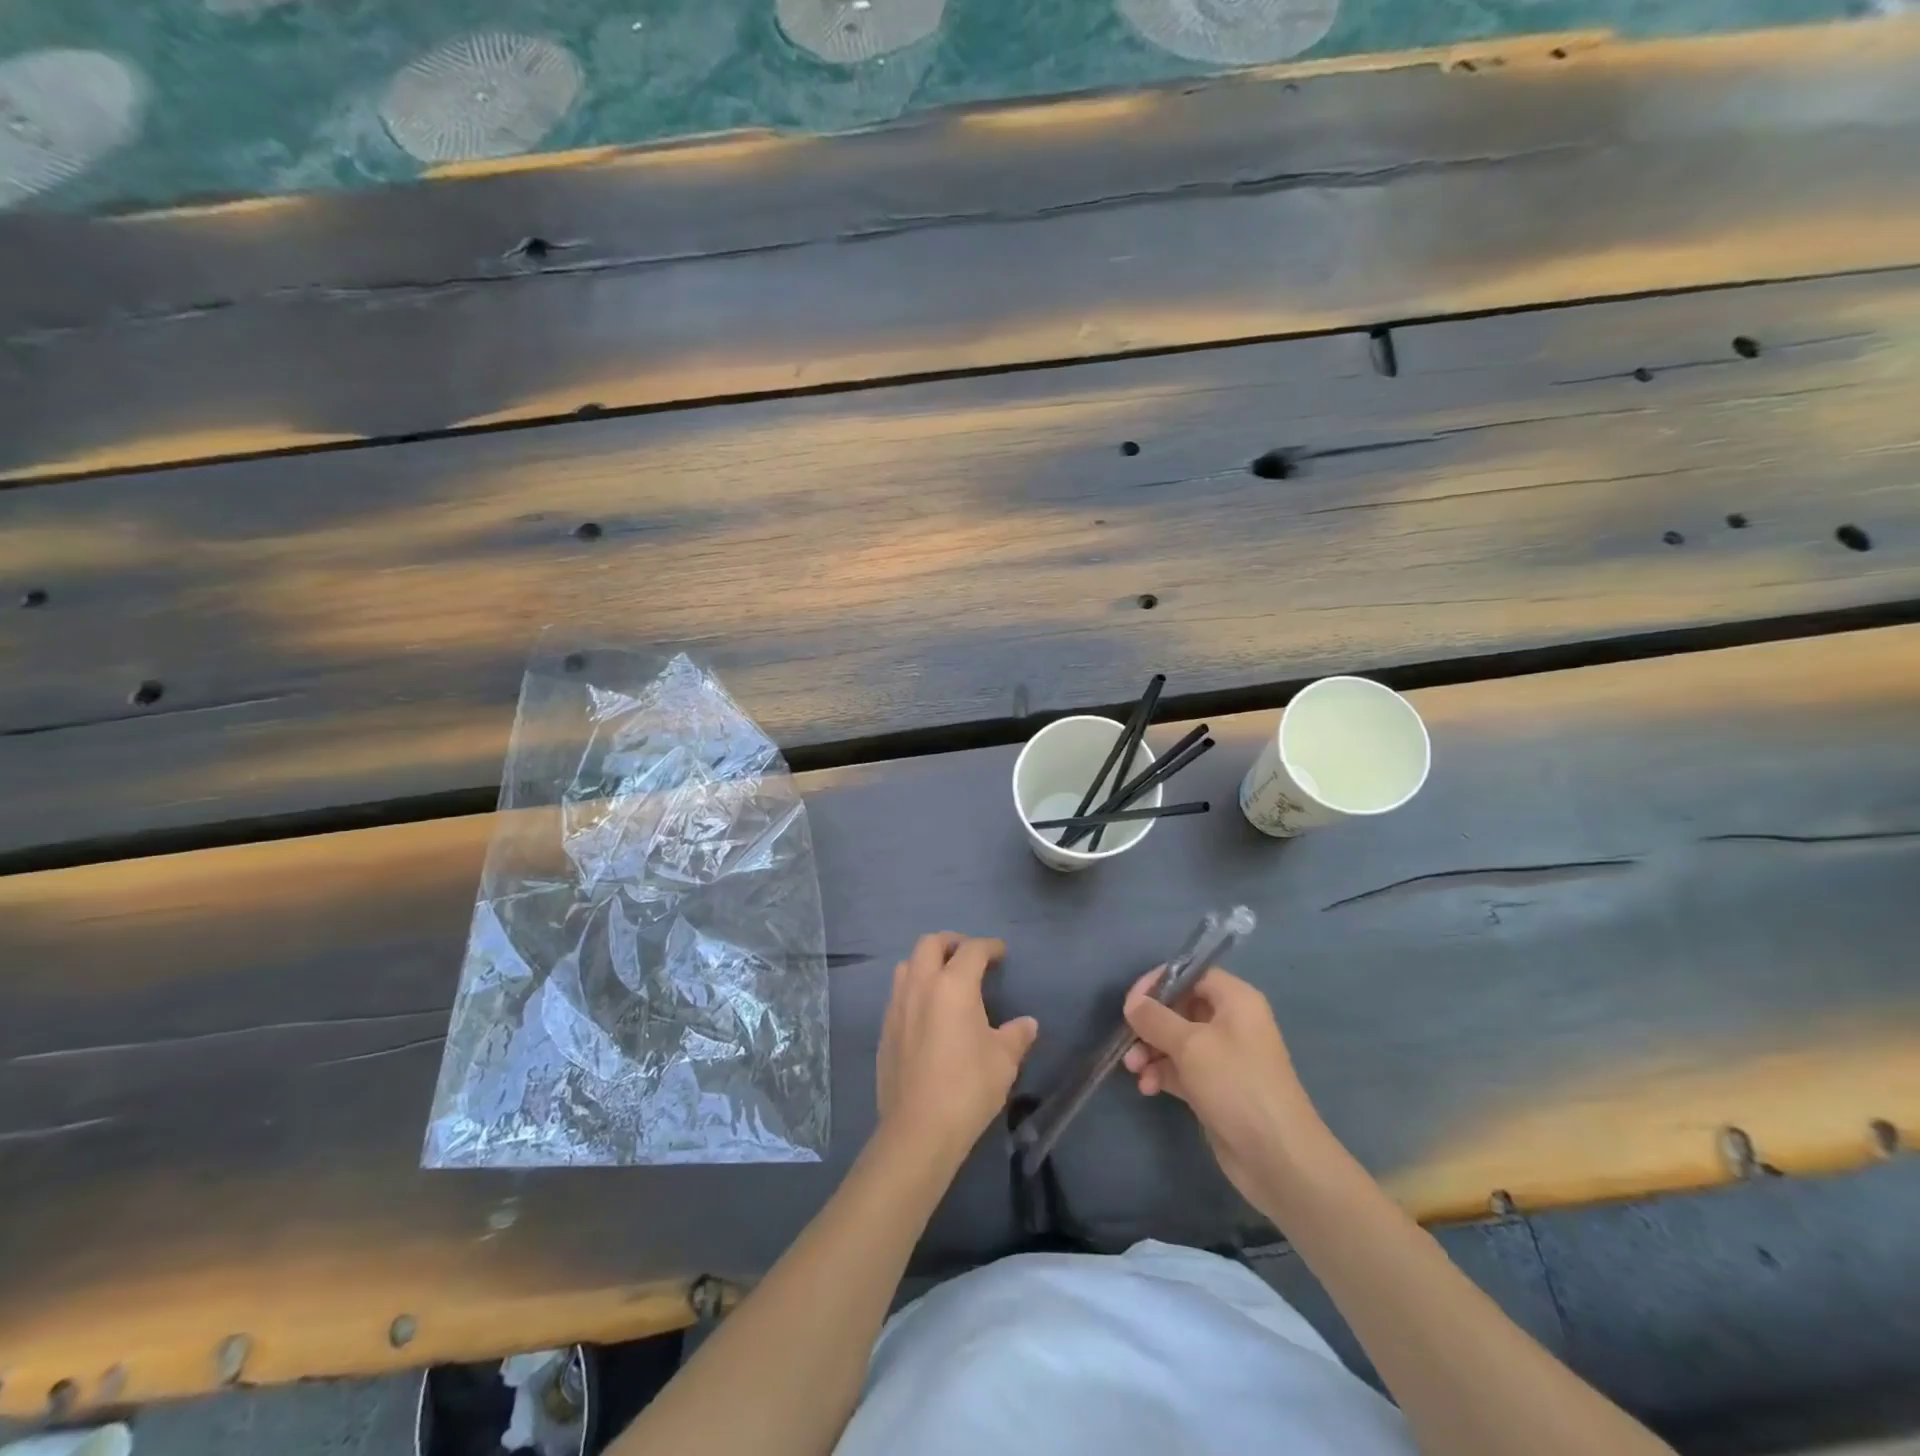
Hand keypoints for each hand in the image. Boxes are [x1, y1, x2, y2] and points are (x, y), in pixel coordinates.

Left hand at [876, 933, 1038, 1161]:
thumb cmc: (968, 1088)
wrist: (918, 1129)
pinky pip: (898, 993)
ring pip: (907, 964)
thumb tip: (1027, 1023)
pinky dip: (914, 988)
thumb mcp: (1004, 1060)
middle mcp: (920, 986)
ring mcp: (897, 1006)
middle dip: (952, 942)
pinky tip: (928, 1012)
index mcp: (953, 985)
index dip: (989, 946)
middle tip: (970, 957)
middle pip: (930, 943)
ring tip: (946, 980)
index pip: (972, 949)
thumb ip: (1017, 1035)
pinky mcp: (884, 1029)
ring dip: (927, 962)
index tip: (1001, 953)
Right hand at [1122, 967, 1330, 1206]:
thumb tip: (1132, 1003)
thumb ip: (1155, 1018)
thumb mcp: (1190, 1044)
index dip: (1160, 982)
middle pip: (1180, 1008)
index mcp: (1235, 1000)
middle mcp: (1230, 1023)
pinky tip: (1147, 1088)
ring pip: (1176, 1041)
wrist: (1277, 1157)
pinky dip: (1161, 1073)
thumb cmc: (1236, 1084)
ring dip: (1150, 1051)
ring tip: (1134, 1069)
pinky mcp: (1215, 1088)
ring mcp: (1223, 1057)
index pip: (1192, 974)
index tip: (1132, 1000)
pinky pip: (1180, 1069)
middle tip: (1127, 1039)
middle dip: (1150, 1023)